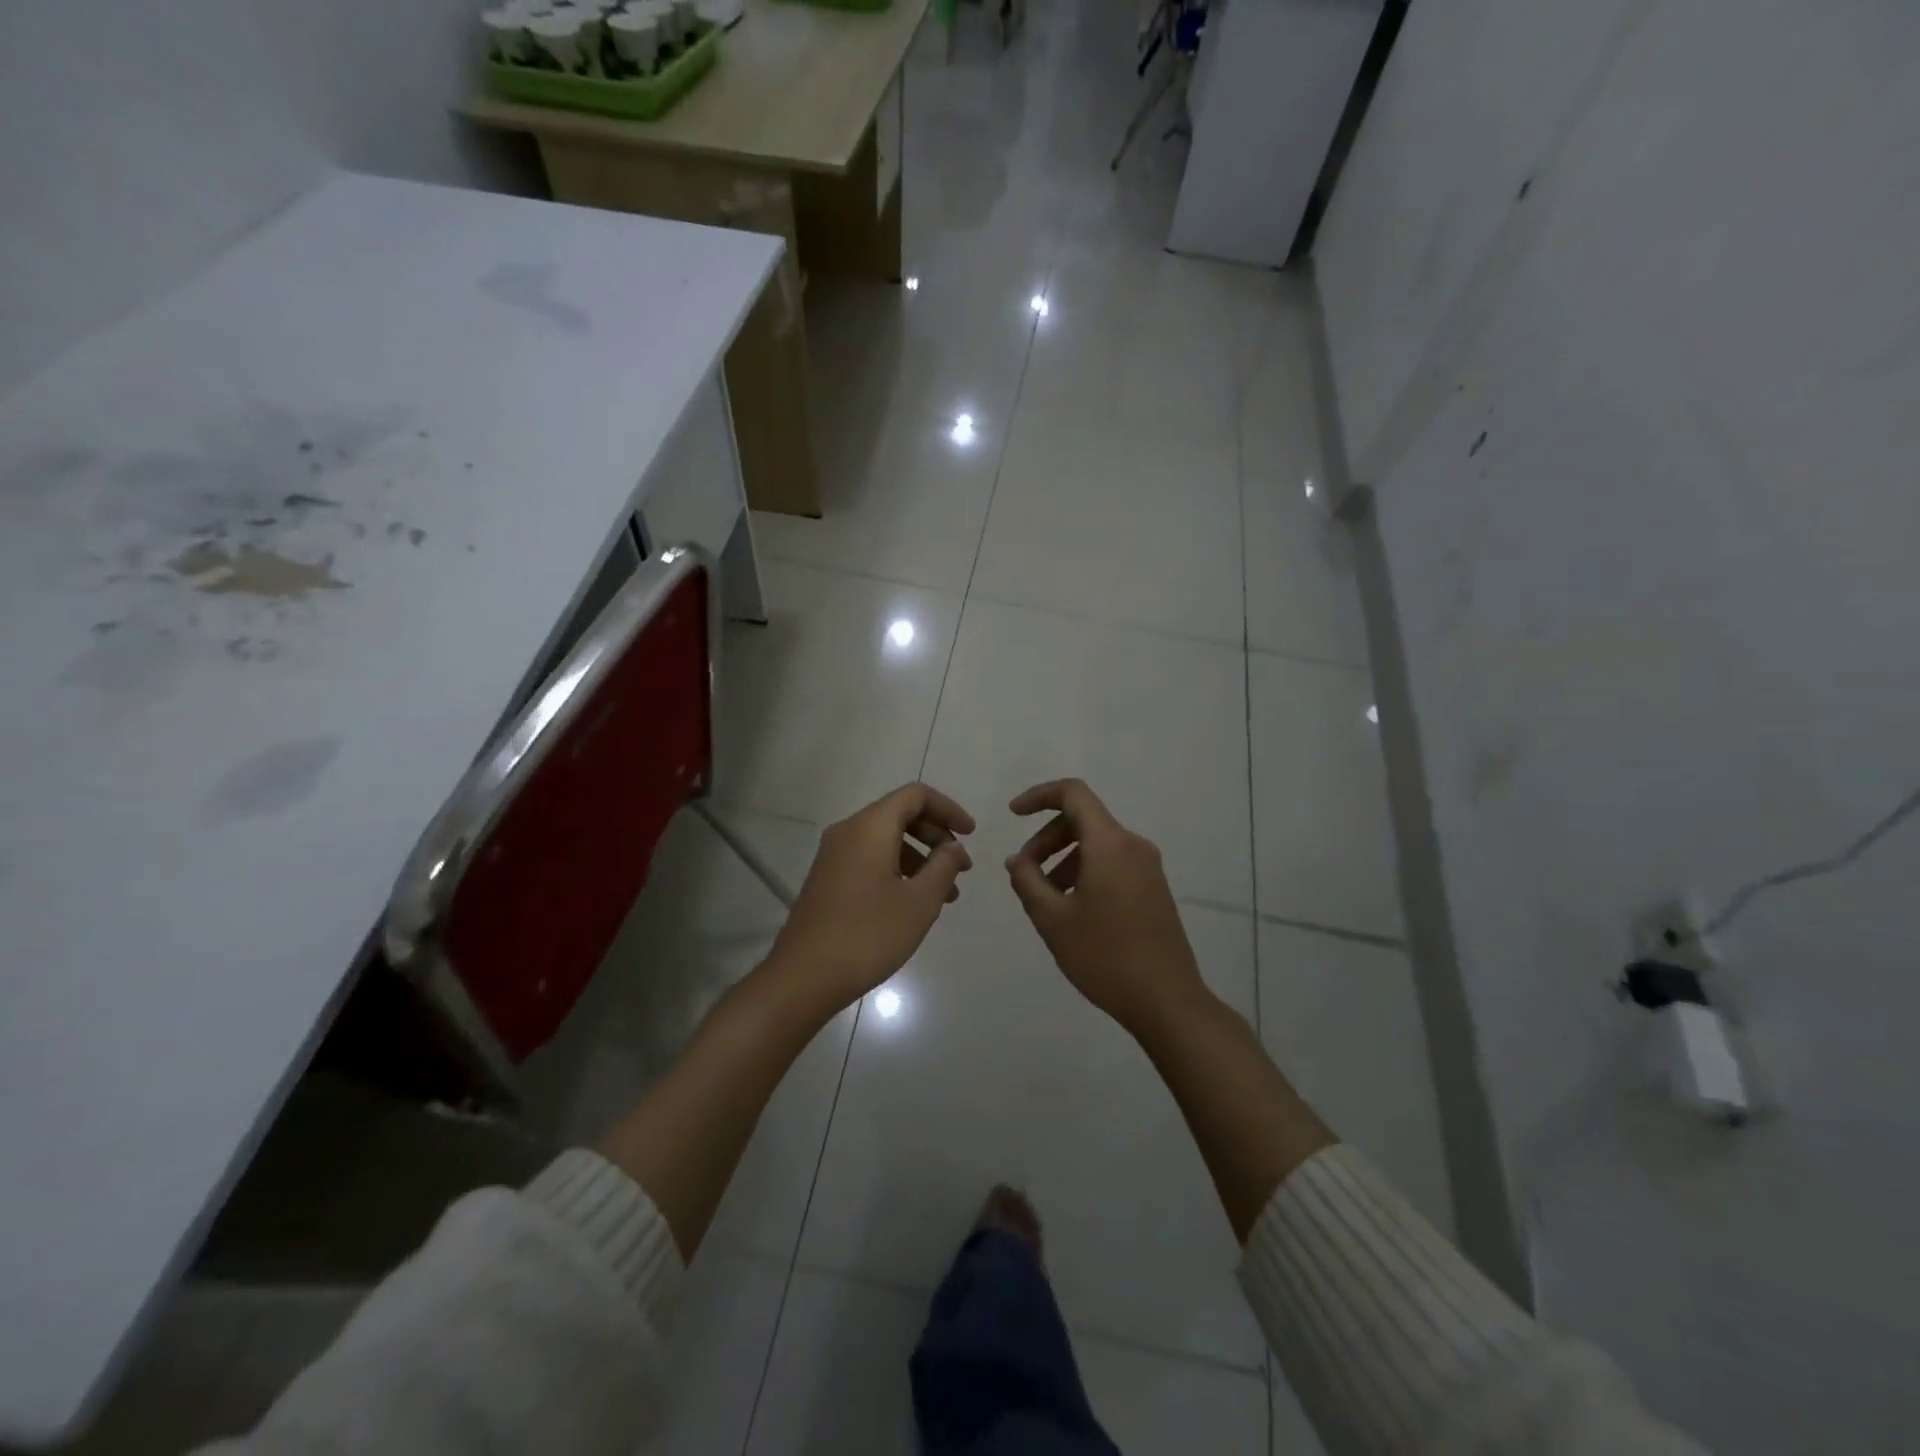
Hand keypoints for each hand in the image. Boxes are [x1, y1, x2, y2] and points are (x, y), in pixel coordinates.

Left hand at [766, 783, 975, 1014]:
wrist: (804, 977)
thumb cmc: (869, 934)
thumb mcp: (920, 901)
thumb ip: (944, 867)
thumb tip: (954, 847)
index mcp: (870, 827)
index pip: (915, 795)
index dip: (948, 809)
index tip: (970, 835)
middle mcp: (848, 831)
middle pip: (900, 815)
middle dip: (936, 836)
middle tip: (961, 867)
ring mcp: (834, 856)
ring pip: (885, 840)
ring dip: (920, 858)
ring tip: (945, 895)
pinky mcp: (828, 879)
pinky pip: (870, 859)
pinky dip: (898, 870)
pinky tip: (913, 904)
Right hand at [1005, 779, 1210, 1036]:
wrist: (1167, 1001)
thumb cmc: (1105, 956)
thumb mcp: (1052, 919)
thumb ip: (1027, 880)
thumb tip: (1017, 859)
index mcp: (1109, 844)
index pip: (1073, 794)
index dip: (1039, 795)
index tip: (1013, 814)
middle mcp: (1133, 845)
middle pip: (1083, 820)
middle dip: (1047, 838)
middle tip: (1025, 872)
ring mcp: (1148, 867)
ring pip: (1097, 844)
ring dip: (1064, 859)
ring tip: (1045, 898)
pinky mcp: (1154, 888)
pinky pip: (1113, 863)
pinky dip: (1085, 871)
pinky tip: (1072, 909)